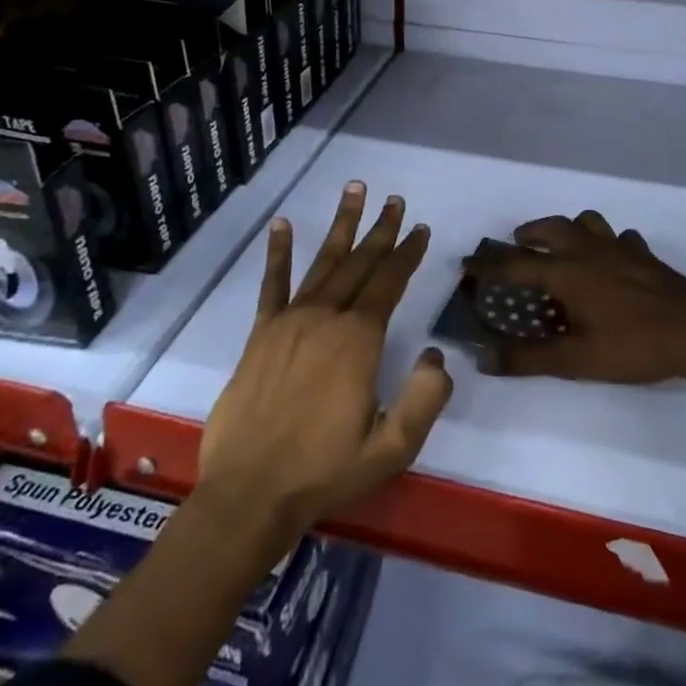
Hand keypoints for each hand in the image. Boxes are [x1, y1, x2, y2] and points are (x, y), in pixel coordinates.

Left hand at [198, 182, 451, 544]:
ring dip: (341, 225)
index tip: (420, 229)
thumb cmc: (324, 472)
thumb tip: (437, 355)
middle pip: (360, 262)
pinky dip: (278, 253)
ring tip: (354, 190)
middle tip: (395, 200)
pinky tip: (282, 225)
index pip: (390, 282)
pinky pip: (272, 285)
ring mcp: (290, 322)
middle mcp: (326, 318)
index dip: (408, 253)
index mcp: (358, 340)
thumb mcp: (391, 448)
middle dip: (381, 230)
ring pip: (323, 262)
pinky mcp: (261, 334)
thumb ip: (424, 399)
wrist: (248, 495)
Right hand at [462, 211, 685, 390]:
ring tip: (561, 246)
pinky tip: (611, 260)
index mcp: (566, 272)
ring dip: (567, 229)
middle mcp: (588, 250)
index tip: (466, 264)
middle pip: (550, 228)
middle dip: (528, 234)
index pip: (515, 265)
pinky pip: (619, 237)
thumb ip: (528, 358)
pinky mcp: (643, 253)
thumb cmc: (633, 345)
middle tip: (516, 246)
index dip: (487, 265)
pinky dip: (607, 242)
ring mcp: (619, 247)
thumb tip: (483, 357)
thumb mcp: (577, 360)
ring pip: (586, 222)